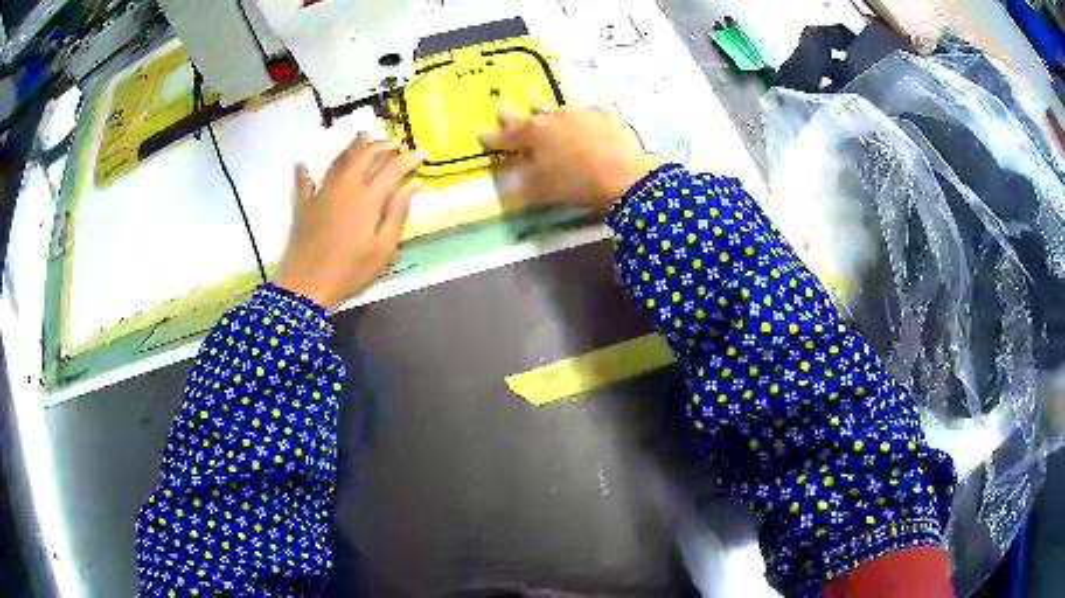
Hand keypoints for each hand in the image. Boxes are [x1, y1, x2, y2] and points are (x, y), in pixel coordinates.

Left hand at [273, 133, 425, 308]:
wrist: (308, 283)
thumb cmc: (350, 269)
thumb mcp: (384, 247)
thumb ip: (398, 212)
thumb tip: (413, 183)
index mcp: (368, 197)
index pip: (392, 168)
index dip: (408, 157)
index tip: (421, 150)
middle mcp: (346, 186)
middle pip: (365, 157)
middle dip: (381, 145)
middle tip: (394, 140)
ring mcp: (322, 193)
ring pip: (339, 162)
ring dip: (352, 147)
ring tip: (362, 136)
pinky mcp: (304, 205)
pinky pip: (304, 183)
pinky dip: (304, 173)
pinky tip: (302, 165)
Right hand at [480, 104, 662, 211]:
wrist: (623, 176)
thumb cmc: (575, 184)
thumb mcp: (541, 189)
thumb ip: (523, 179)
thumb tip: (516, 173)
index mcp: (534, 134)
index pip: (506, 135)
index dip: (492, 136)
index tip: (481, 133)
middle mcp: (554, 117)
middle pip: (531, 115)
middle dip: (515, 115)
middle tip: (504, 107)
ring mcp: (580, 112)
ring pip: (559, 111)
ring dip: (548, 114)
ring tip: (541, 109)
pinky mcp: (605, 114)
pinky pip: (588, 113)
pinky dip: (583, 119)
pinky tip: (587, 123)